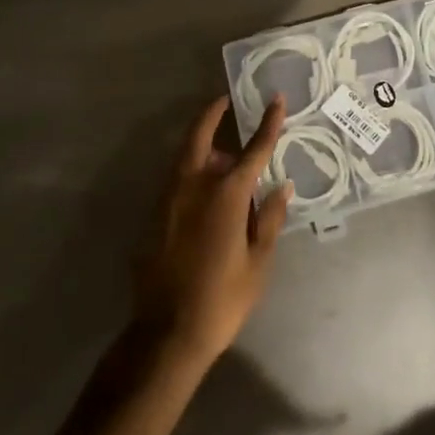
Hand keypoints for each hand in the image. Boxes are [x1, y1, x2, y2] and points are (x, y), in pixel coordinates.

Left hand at [133, 94, 291, 365]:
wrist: (166, 334)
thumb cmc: (222, 298)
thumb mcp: (257, 262)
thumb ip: (268, 219)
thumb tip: (281, 187)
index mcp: (225, 195)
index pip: (253, 150)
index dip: (268, 124)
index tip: (277, 101)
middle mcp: (193, 187)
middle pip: (200, 137)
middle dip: (213, 114)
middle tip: (225, 100)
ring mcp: (168, 200)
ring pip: (184, 157)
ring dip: (201, 142)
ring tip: (220, 146)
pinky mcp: (154, 217)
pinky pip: (175, 179)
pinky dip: (191, 168)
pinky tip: (204, 183)